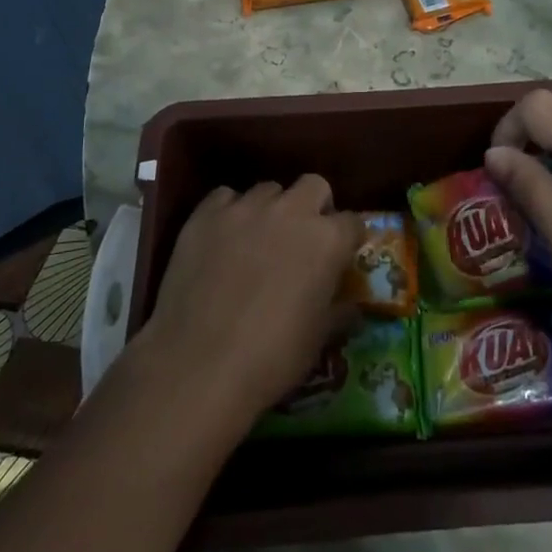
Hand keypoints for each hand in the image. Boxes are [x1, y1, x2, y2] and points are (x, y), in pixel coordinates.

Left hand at [137, 176, 362, 430]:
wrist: (198, 366)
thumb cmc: (272, 358)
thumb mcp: (319, 339)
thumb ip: (339, 310)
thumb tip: (350, 304)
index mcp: (328, 240)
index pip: (353, 221)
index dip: (347, 239)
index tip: (340, 256)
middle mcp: (291, 211)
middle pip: (313, 186)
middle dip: (314, 206)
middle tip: (302, 239)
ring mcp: (245, 208)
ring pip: (268, 190)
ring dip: (271, 209)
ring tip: (257, 239)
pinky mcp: (205, 214)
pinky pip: (224, 197)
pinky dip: (229, 212)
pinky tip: (222, 239)